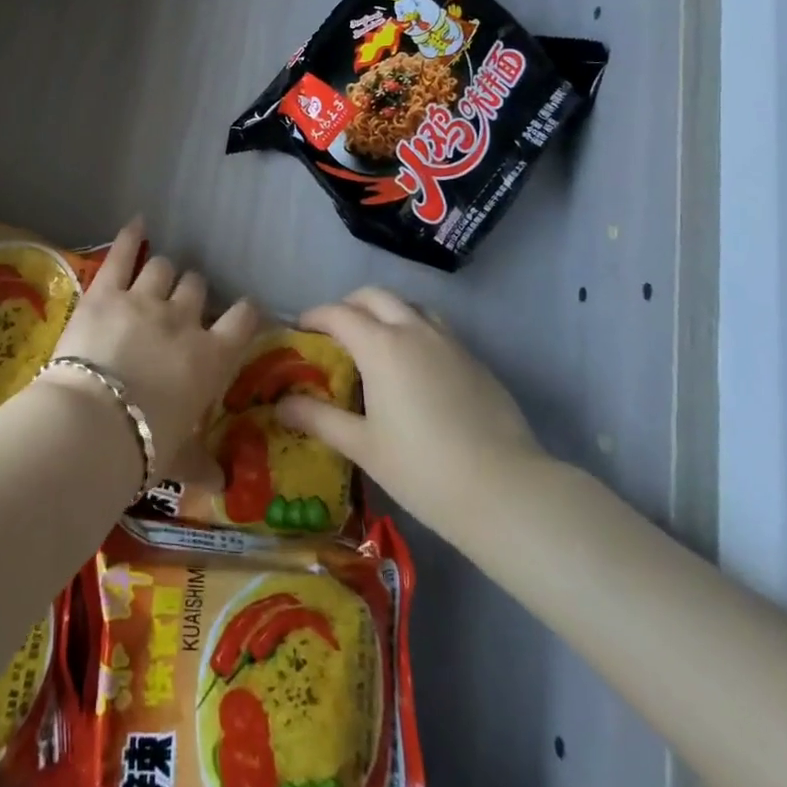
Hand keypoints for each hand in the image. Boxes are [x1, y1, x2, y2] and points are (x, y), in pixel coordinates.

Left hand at [43, 218, 260, 489]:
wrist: (93, 424)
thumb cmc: (145, 446)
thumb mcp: (180, 459)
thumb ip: (203, 466)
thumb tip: (224, 488)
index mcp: (210, 357)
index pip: (243, 320)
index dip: (245, 311)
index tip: (243, 310)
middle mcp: (183, 320)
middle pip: (197, 287)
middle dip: (193, 292)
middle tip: (182, 305)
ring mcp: (144, 299)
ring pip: (163, 269)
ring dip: (163, 272)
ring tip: (158, 277)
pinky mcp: (106, 291)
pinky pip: (121, 255)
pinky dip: (130, 236)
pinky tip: (137, 222)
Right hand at [277, 287, 548, 543]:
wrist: (505, 490)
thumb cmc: (423, 469)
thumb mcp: (363, 446)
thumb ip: (319, 419)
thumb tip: (282, 404)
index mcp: (381, 345)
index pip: (338, 313)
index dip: (314, 317)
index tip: (300, 331)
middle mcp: (414, 330)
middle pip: (375, 296)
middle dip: (349, 305)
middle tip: (335, 334)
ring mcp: (449, 342)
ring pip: (410, 306)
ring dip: (386, 312)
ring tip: (376, 345)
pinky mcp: (474, 359)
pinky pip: (436, 329)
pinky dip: (415, 331)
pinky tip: (415, 370)